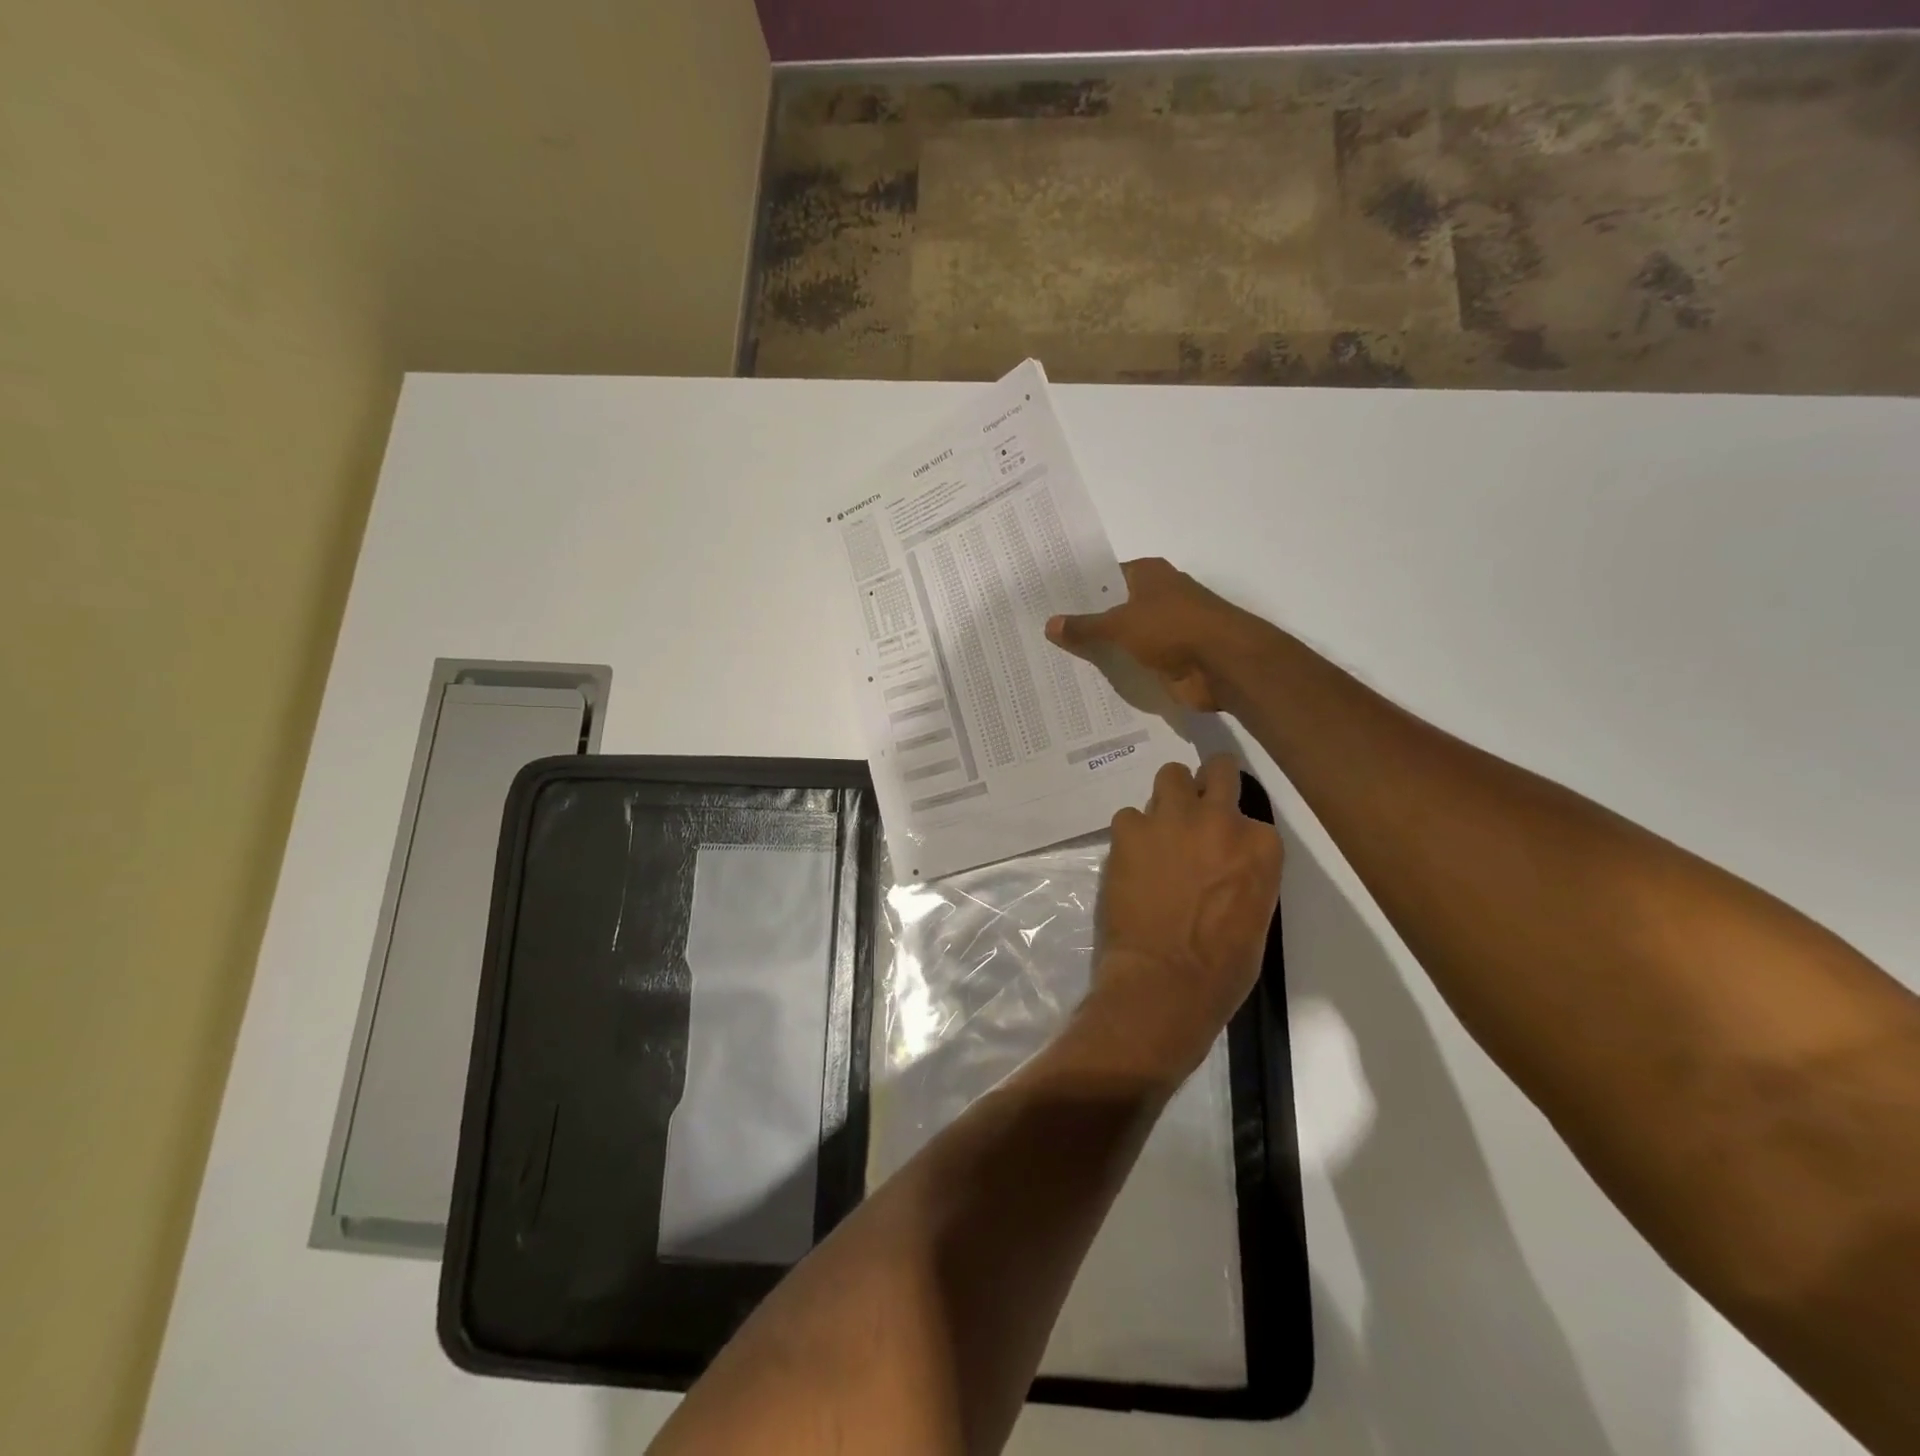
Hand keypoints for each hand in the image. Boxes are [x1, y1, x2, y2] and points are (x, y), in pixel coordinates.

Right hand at [1046, 558, 1267, 713]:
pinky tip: (1084, 679)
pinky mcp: (1167, 660)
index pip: (1104, 577)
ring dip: (1098, 649)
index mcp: (1148, 575)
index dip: (1077, 588)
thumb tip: (1049, 624)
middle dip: (1083, 621)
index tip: (1046, 601)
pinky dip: (1115, 671)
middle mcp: (1156, 598)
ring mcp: (1163, 630)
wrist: (1224, 665)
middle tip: (1041, 632)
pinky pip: (1132, 663)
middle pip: (1111, 608)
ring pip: (1121, 638)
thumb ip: (1085, 626)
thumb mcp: (1121, 624)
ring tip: (1054, 658)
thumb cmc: (1173, 628)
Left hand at [1081, 756, 1283, 1084]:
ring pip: (1170, 776)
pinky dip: (1131, 833)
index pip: (1251, 815)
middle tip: (1195, 806)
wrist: (1162, 982)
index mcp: (1261, 845)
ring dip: (1168, 798)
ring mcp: (1171, 819)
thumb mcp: (1255, 917)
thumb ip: (1243, 874)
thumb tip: (1223, 865)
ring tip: (1159, 830)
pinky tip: (1130, 858)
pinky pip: (1129, 815)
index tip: (1222, 846)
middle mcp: (1219, 819)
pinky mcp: (1129, 829)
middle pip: (1218, 770)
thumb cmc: (1220, 969)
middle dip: (1207, 783)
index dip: (1233, 829)